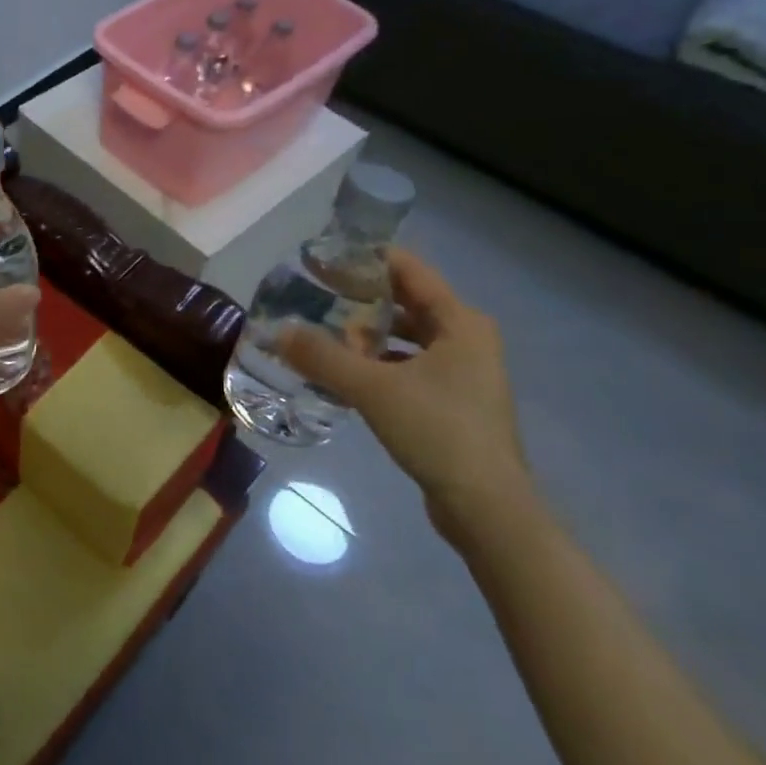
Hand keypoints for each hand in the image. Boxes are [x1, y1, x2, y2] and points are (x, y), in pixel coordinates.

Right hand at [276, 249, 530, 540]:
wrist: (486, 506)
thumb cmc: (438, 431)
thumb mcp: (373, 389)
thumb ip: (323, 357)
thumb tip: (279, 332)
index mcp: (460, 322)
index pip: (409, 271)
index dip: (366, 259)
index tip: (324, 258)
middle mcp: (466, 339)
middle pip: (407, 303)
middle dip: (361, 298)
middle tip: (315, 294)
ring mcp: (463, 373)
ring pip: (407, 338)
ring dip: (368, 334)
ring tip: (323, 332)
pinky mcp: (453, 402)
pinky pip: (409, 366)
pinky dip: (378, 364)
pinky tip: (345, 374)